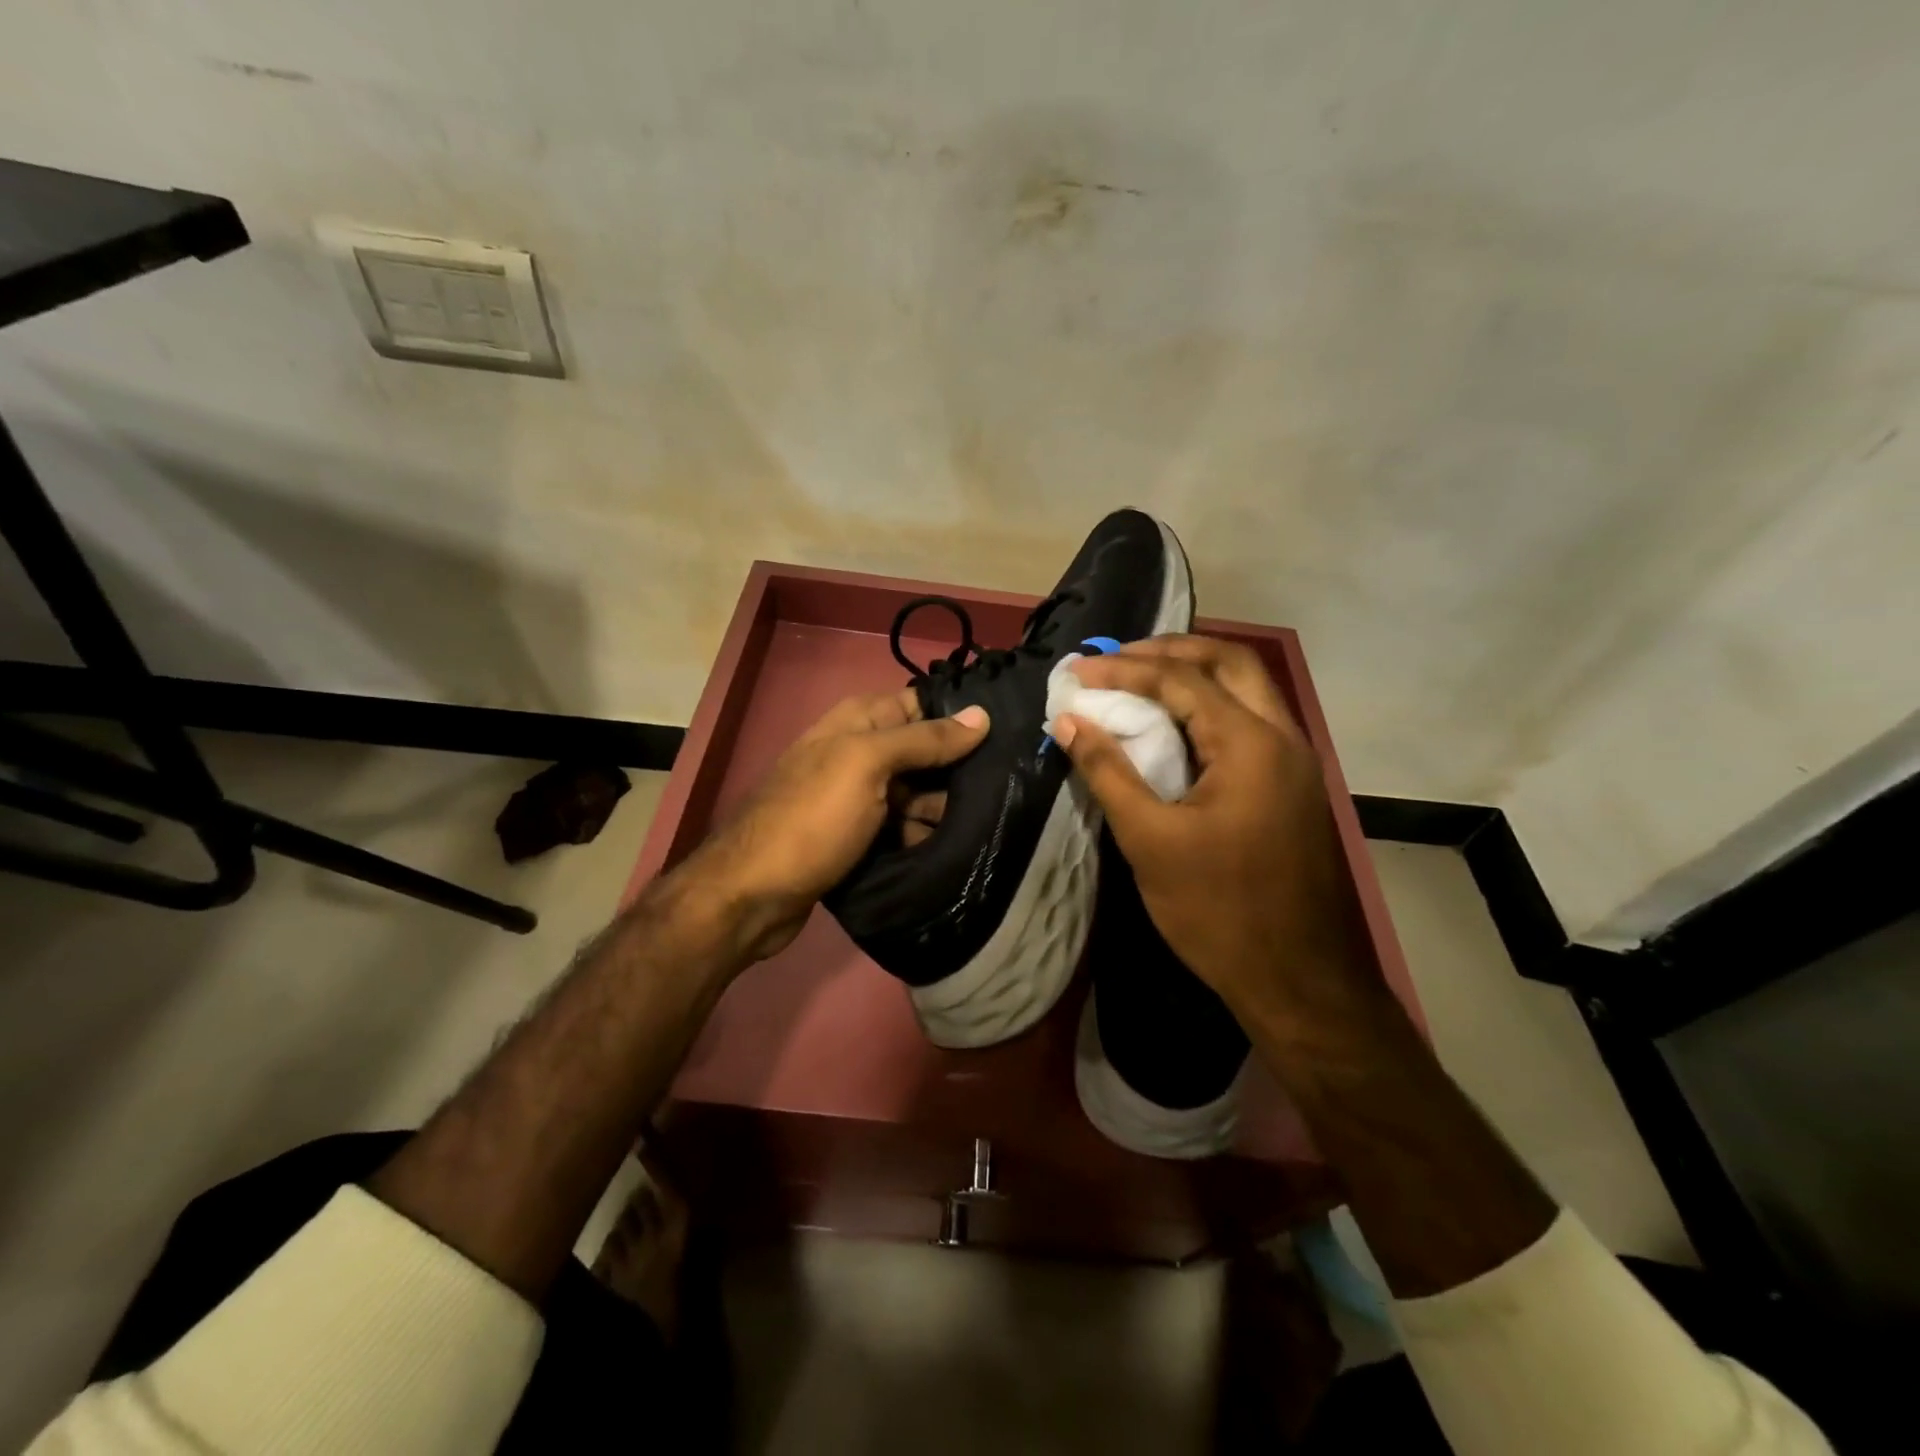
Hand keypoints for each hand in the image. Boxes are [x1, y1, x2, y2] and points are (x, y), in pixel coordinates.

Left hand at [679, 690, 988, 962]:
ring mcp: (859, 795)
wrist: (753, 894)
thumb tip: (982, 714)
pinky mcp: (860, 834)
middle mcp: (860, 751)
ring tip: (990, 824)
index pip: (924, 703)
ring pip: (918, 791)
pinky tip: (955, 848)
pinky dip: (924, 833)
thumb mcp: (867, 765)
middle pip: (925, 750)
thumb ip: (924, 739)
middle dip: (961, 768)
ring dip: (946, 807)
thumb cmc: (812, 818)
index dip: (962, 715)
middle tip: (1007, 788)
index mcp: (860, 721)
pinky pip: (903, 824)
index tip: (1010, 733)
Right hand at [1053, 636, 1383, 1034]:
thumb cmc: (1218, 911)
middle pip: (1229, 662)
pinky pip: (1250, 721)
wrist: (1300, 980)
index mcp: (1250, 744)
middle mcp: (1282, 737)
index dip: (1124, 668)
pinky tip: (1174, 727)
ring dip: (1194, 674)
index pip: (1181, 679)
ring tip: (1139, 681)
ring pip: (1246, 688)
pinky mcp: (1292, 786)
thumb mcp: (1149, 840)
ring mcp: (1295, 761)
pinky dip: (1210, 706)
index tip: (1077, 672)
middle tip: (1117, 658)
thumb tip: (1070, 721)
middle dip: (1170, 649)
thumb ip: (1108, 772)